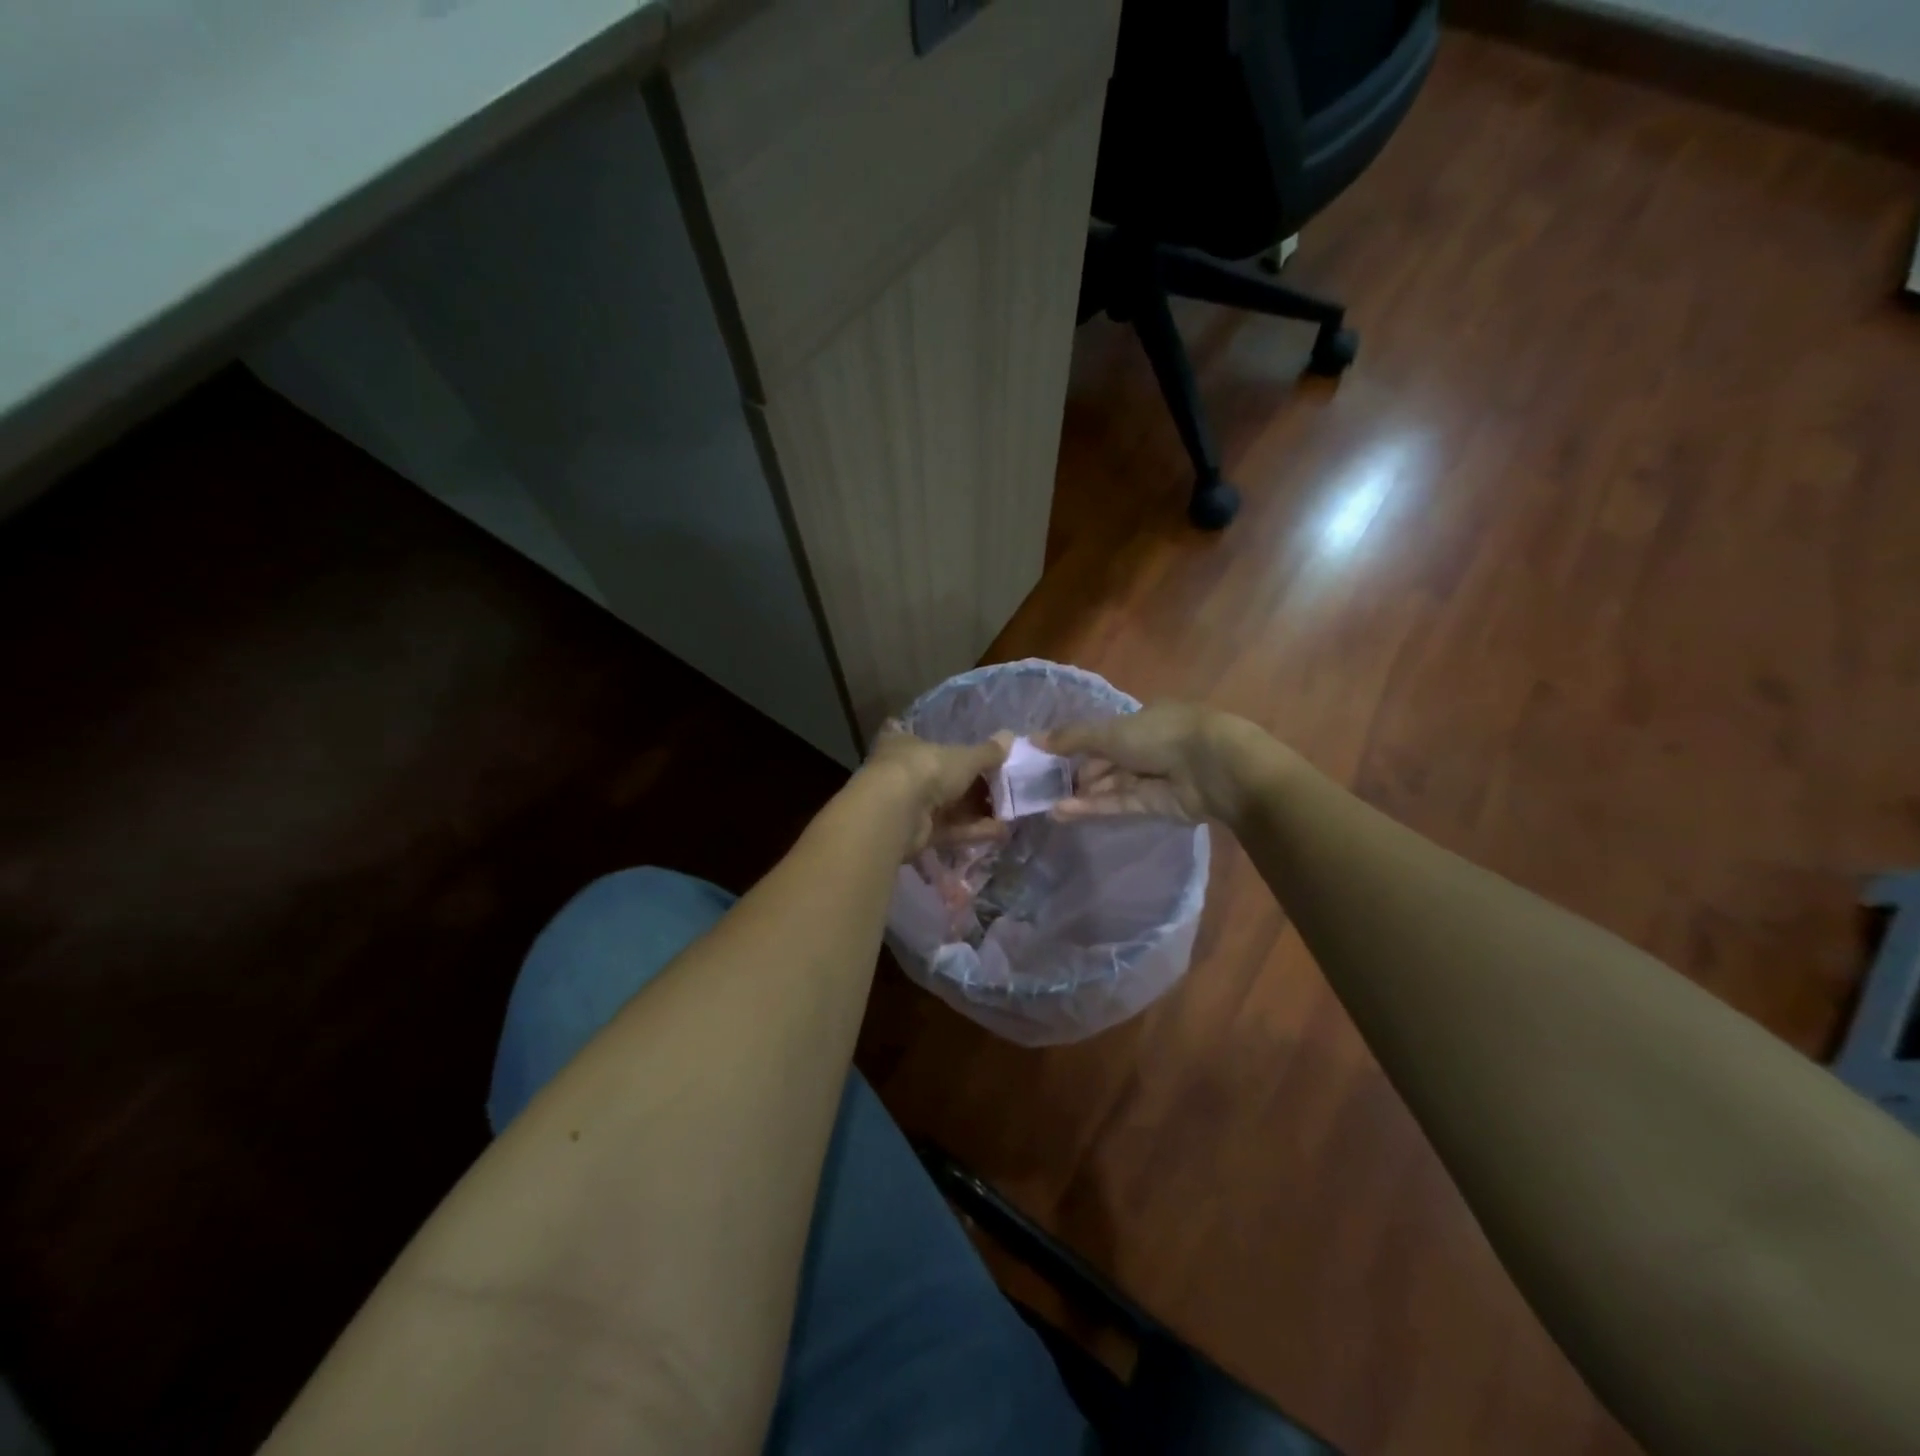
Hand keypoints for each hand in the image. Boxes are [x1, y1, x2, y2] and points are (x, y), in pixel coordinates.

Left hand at [858, 726, 1008, 856]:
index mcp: (907, 745)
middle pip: (943, 780)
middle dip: (974, 788)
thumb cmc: (927, 769)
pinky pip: (949, 829)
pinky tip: (1000, 833)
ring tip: (1009, 815)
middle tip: (1003, 791)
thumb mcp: (964, 757)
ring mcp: (909, 805)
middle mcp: (904, 773)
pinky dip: (973, 831)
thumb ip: (987, 752)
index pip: (929, 744)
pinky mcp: (916, 833)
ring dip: (978, 812)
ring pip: (949, 808)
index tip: (980, 760)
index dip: (954, 752)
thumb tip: (1010, 736)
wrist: (897, 811)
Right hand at [1039, 703, 1268, 825]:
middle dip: (1076, 773)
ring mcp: (1153, 777)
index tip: (1049, 758)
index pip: (1105, 733)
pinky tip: (1063, 812)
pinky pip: (1119, 804)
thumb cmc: (1161, 735)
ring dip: (1081, 794)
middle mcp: (1148, 746)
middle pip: (1106, 761)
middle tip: (1041, 786)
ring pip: (1110, 785)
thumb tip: (1032, 740)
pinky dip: (1093, 807)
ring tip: (1046, 804)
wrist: (1213, 768)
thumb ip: (1071, 738)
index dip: (1077, 745)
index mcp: (1143, 719)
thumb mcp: (1110, 731)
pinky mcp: (1156, 805)